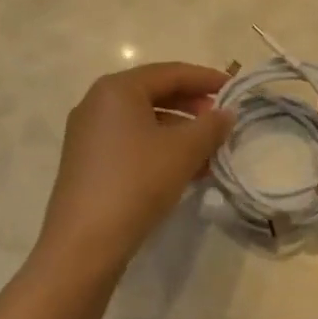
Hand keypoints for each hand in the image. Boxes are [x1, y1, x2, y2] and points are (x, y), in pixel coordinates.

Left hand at [37, 62, 233, 274]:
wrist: (83, 246)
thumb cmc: (136, 183)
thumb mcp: (184, 151)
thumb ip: (211, 126)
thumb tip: (227, 113)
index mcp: (117, 89)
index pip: (170, 72)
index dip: (206, 79)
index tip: (234, 89)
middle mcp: (97, 103)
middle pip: (155, 93)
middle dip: (192, 105)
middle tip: (221, 119)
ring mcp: (88, 134)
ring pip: (144, 121)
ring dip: (180, 131)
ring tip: (210, 150)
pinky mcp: (87, 163)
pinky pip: (132, 142)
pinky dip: (160, 148)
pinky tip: (186, 170)